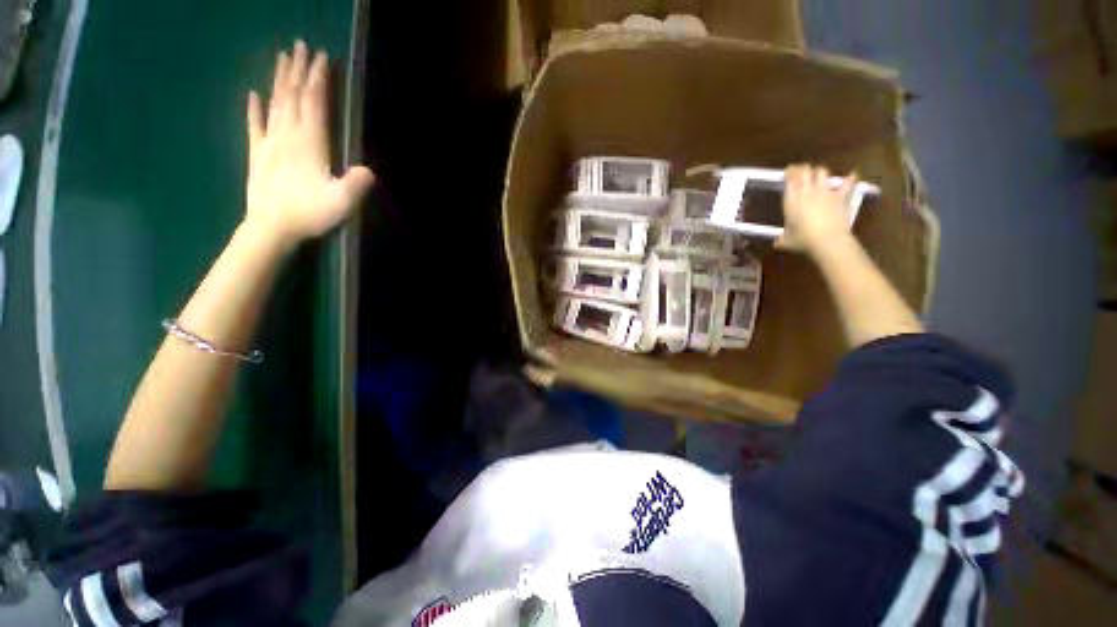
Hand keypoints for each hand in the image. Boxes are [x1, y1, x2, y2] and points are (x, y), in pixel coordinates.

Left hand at [243, 41, 374, 249]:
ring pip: (274, 103)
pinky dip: (253, 108)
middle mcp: (287, 135)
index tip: (321, 57)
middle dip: (298, 70)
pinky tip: (253, 94)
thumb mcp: (341, 202)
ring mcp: (269, 143)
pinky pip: (254, 126)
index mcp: (309, 143)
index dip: (318, 79)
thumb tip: (369, 170)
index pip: (313, 103)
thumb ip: (356, 184)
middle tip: (300, 46)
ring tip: (282, 58)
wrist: (271, 227)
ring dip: (279, 80)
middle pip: (292, 95)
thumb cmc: (309, 213)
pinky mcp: (256, 154)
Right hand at [776, 165, 857, 254]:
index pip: (789, 178)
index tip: (786, 174)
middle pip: (805, 170)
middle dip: (802, 169)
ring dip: (819, 172)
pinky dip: (849, 178)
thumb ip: (781, 238)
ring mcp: (825, 191)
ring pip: (822, 172)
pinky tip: (852, 175)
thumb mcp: (786, 241)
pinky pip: (847, 183)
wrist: (828, 240)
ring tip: (818, 176)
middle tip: (800, 172)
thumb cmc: (803, 240)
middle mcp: (807, 191)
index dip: (788, 173)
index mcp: (791, 199)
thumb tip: (776, 242)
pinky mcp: (841, 196)